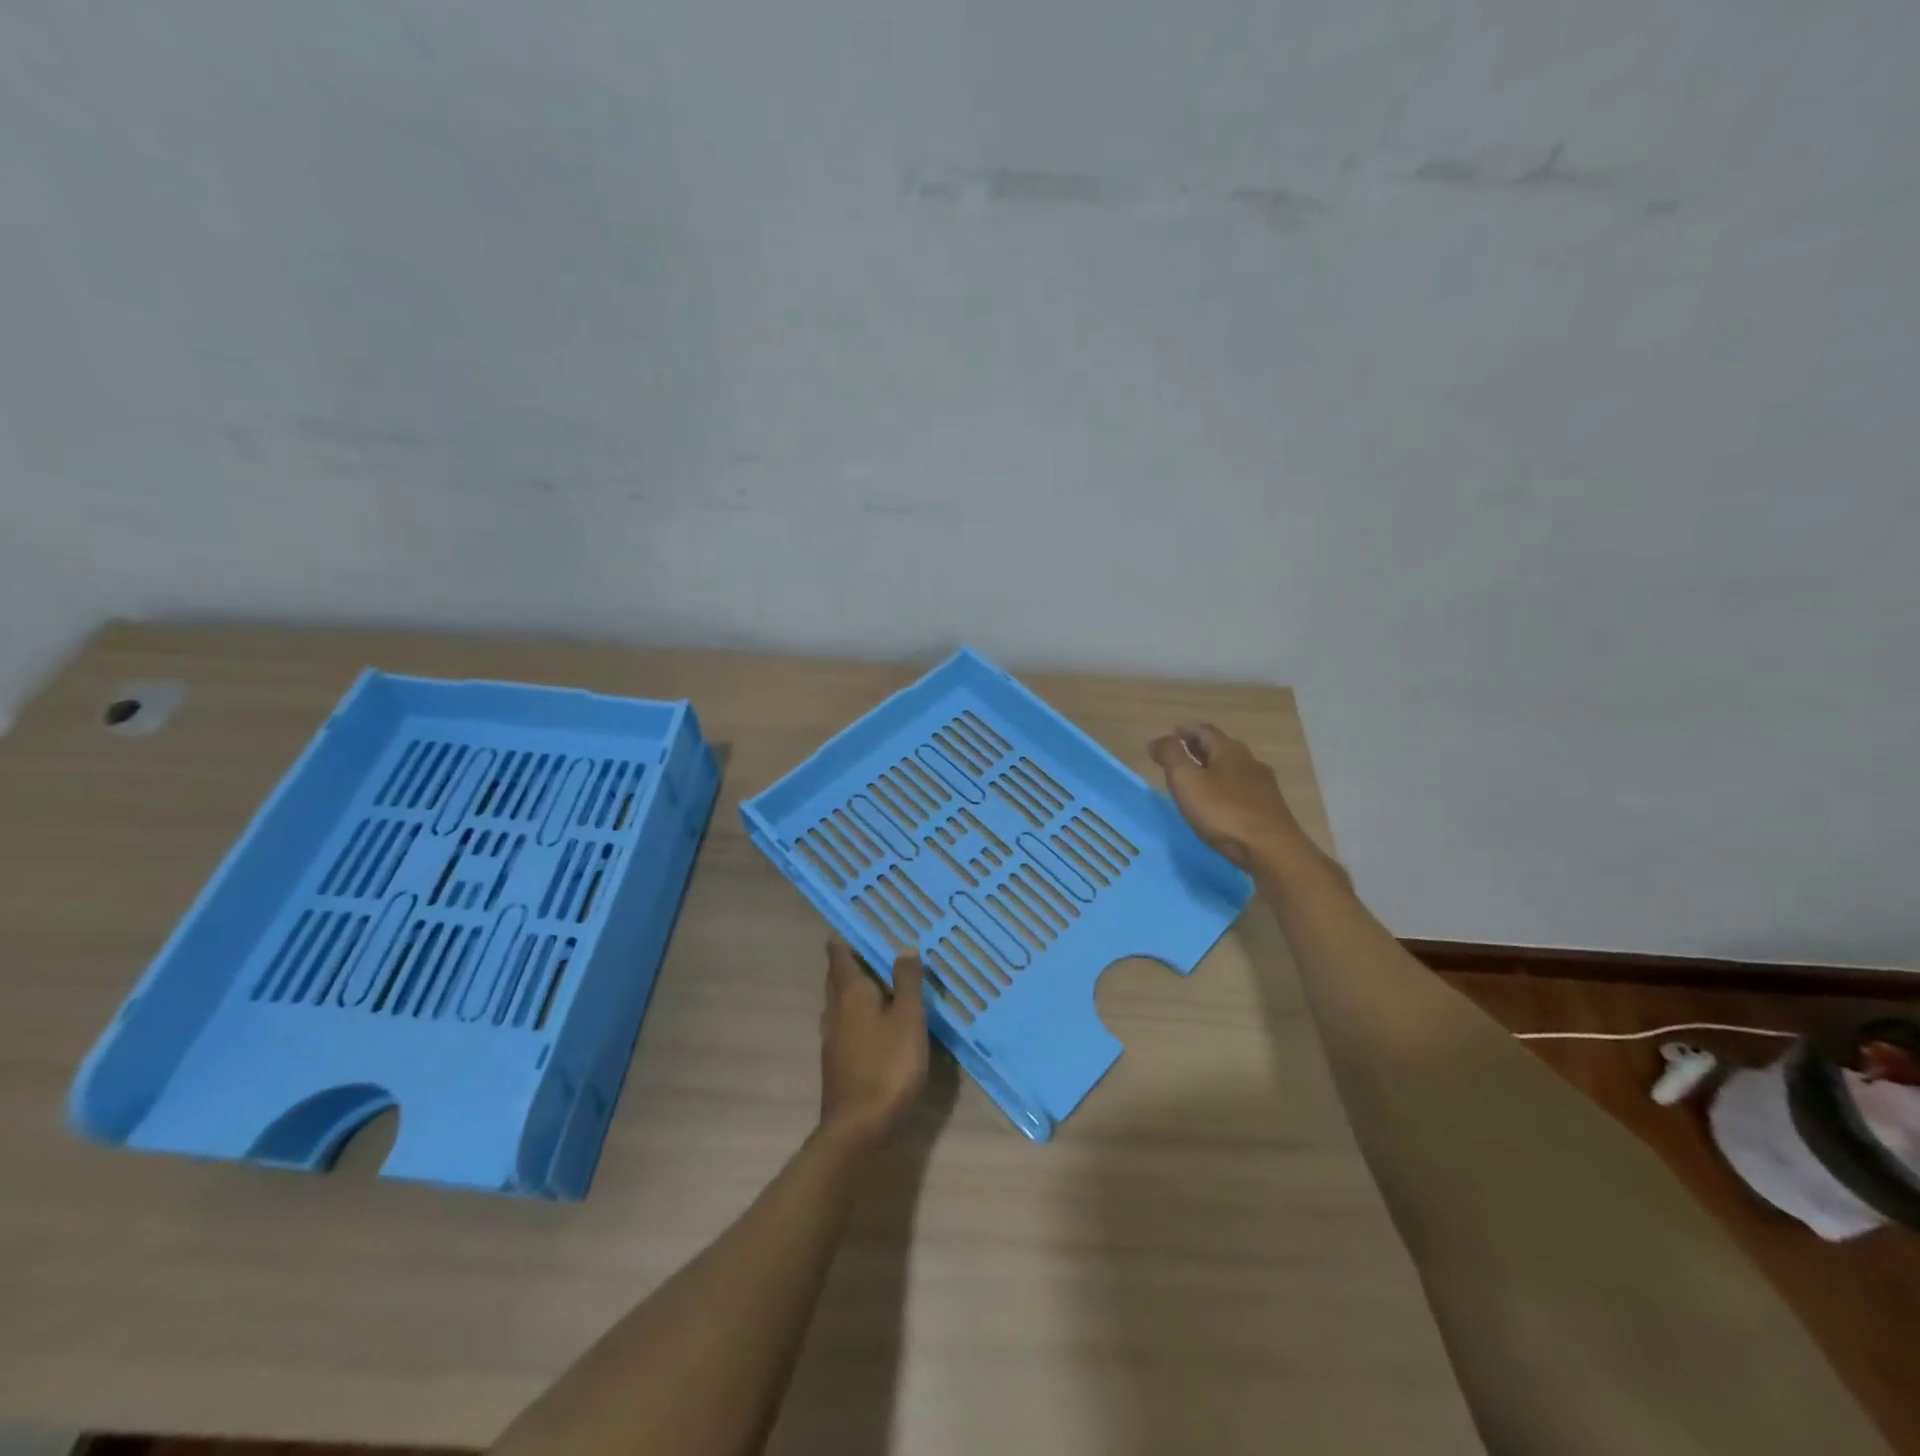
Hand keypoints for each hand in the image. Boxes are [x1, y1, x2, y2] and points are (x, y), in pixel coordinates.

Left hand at [818, 940, 927, 1149]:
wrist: (858, 1127)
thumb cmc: (888, 1065)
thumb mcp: (909, 1019)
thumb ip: (907, 982)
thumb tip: (903, 948)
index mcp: (851, 993)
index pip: (840, 957)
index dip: (843, 941)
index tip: (850, 926)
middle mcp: (836, 1010)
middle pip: (837, 979)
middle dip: (847, 963)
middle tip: (866, 949)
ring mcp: (833, 1038)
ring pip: (839, 1003)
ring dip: (851, 989)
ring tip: (874, 982)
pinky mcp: (837, 1062)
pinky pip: (844, 1024)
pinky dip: (856, 1014)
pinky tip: (872, 1023)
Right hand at [1147, 723, 1304, 869]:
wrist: (1271, 849)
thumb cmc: (1224, 811)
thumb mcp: (1187, 780)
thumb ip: (1170, 756)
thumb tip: (1158, 739)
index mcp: (1229, 749)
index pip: (1204, 730)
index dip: (1185, 731)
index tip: (1170, 735)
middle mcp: (1249, 761)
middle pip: (1220, 748)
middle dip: (1198, 748)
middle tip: (1179, 755)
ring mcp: (1263, 785)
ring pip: (1232, 769)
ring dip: (1213, 769)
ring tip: (1196, 780)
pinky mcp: (1269, 808)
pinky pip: (1241, 789)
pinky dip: (1225, 788)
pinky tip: (1219, 803)